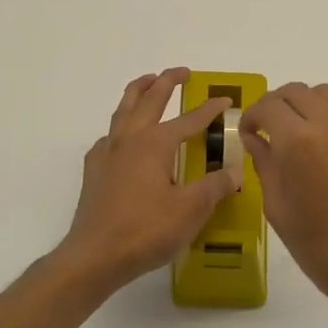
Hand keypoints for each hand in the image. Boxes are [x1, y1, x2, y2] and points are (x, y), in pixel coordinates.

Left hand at [56, 68, 237, 294]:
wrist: (95, 256)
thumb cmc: (146, 230)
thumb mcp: (191, 210)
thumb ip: (215, 187)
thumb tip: (234, 172)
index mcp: (155, 143)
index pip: (190, 119)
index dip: (210, 109)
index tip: (226, 100)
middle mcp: (130, 139)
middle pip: (149, 100)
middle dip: (167, 82)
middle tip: (182, 72)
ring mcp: (107, 153)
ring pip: (123, 110)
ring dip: (138, 92)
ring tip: (148, 82)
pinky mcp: (94, 171)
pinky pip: (109, 136)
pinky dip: (120, 125)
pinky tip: (124, 137)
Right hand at [241, 82, 327, 322]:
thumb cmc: (322, 250)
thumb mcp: (279, 209)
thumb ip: (265, 164)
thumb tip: (256, 137)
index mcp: (300, 142)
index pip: (269, 105)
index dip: (254, 116)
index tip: (252, 132)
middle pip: (300, 92)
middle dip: (281, 107)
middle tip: (276, 131)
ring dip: (313, 110)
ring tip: (311, 140)